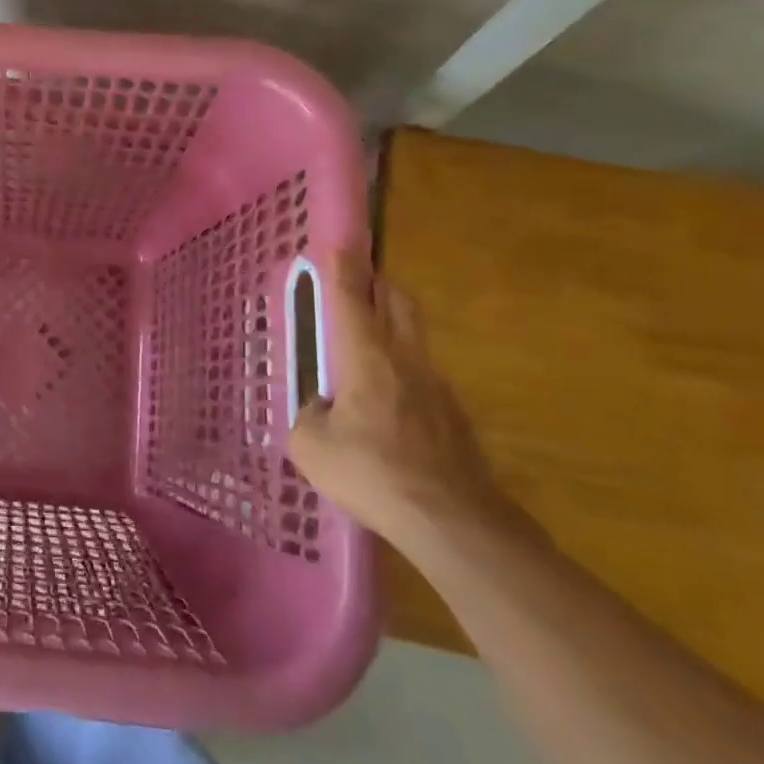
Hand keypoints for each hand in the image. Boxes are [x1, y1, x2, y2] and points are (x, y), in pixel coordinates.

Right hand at [288, 251, 512, 548]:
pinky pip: (423, 376)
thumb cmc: (373, 473)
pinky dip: (403, 372)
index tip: (338, 242)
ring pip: (413, 336)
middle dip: (377, 283)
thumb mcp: (312, 446)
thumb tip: (322, 411)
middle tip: (358, 281)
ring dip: (392, 326)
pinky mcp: (454, 416)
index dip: (341, 267)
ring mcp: (437, 385)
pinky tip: (388, 405)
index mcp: (365, 356)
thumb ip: (309, 417)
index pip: (351, 297)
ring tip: (367, 347)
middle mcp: (404, 358)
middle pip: (396, 301)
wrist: (454, 521)